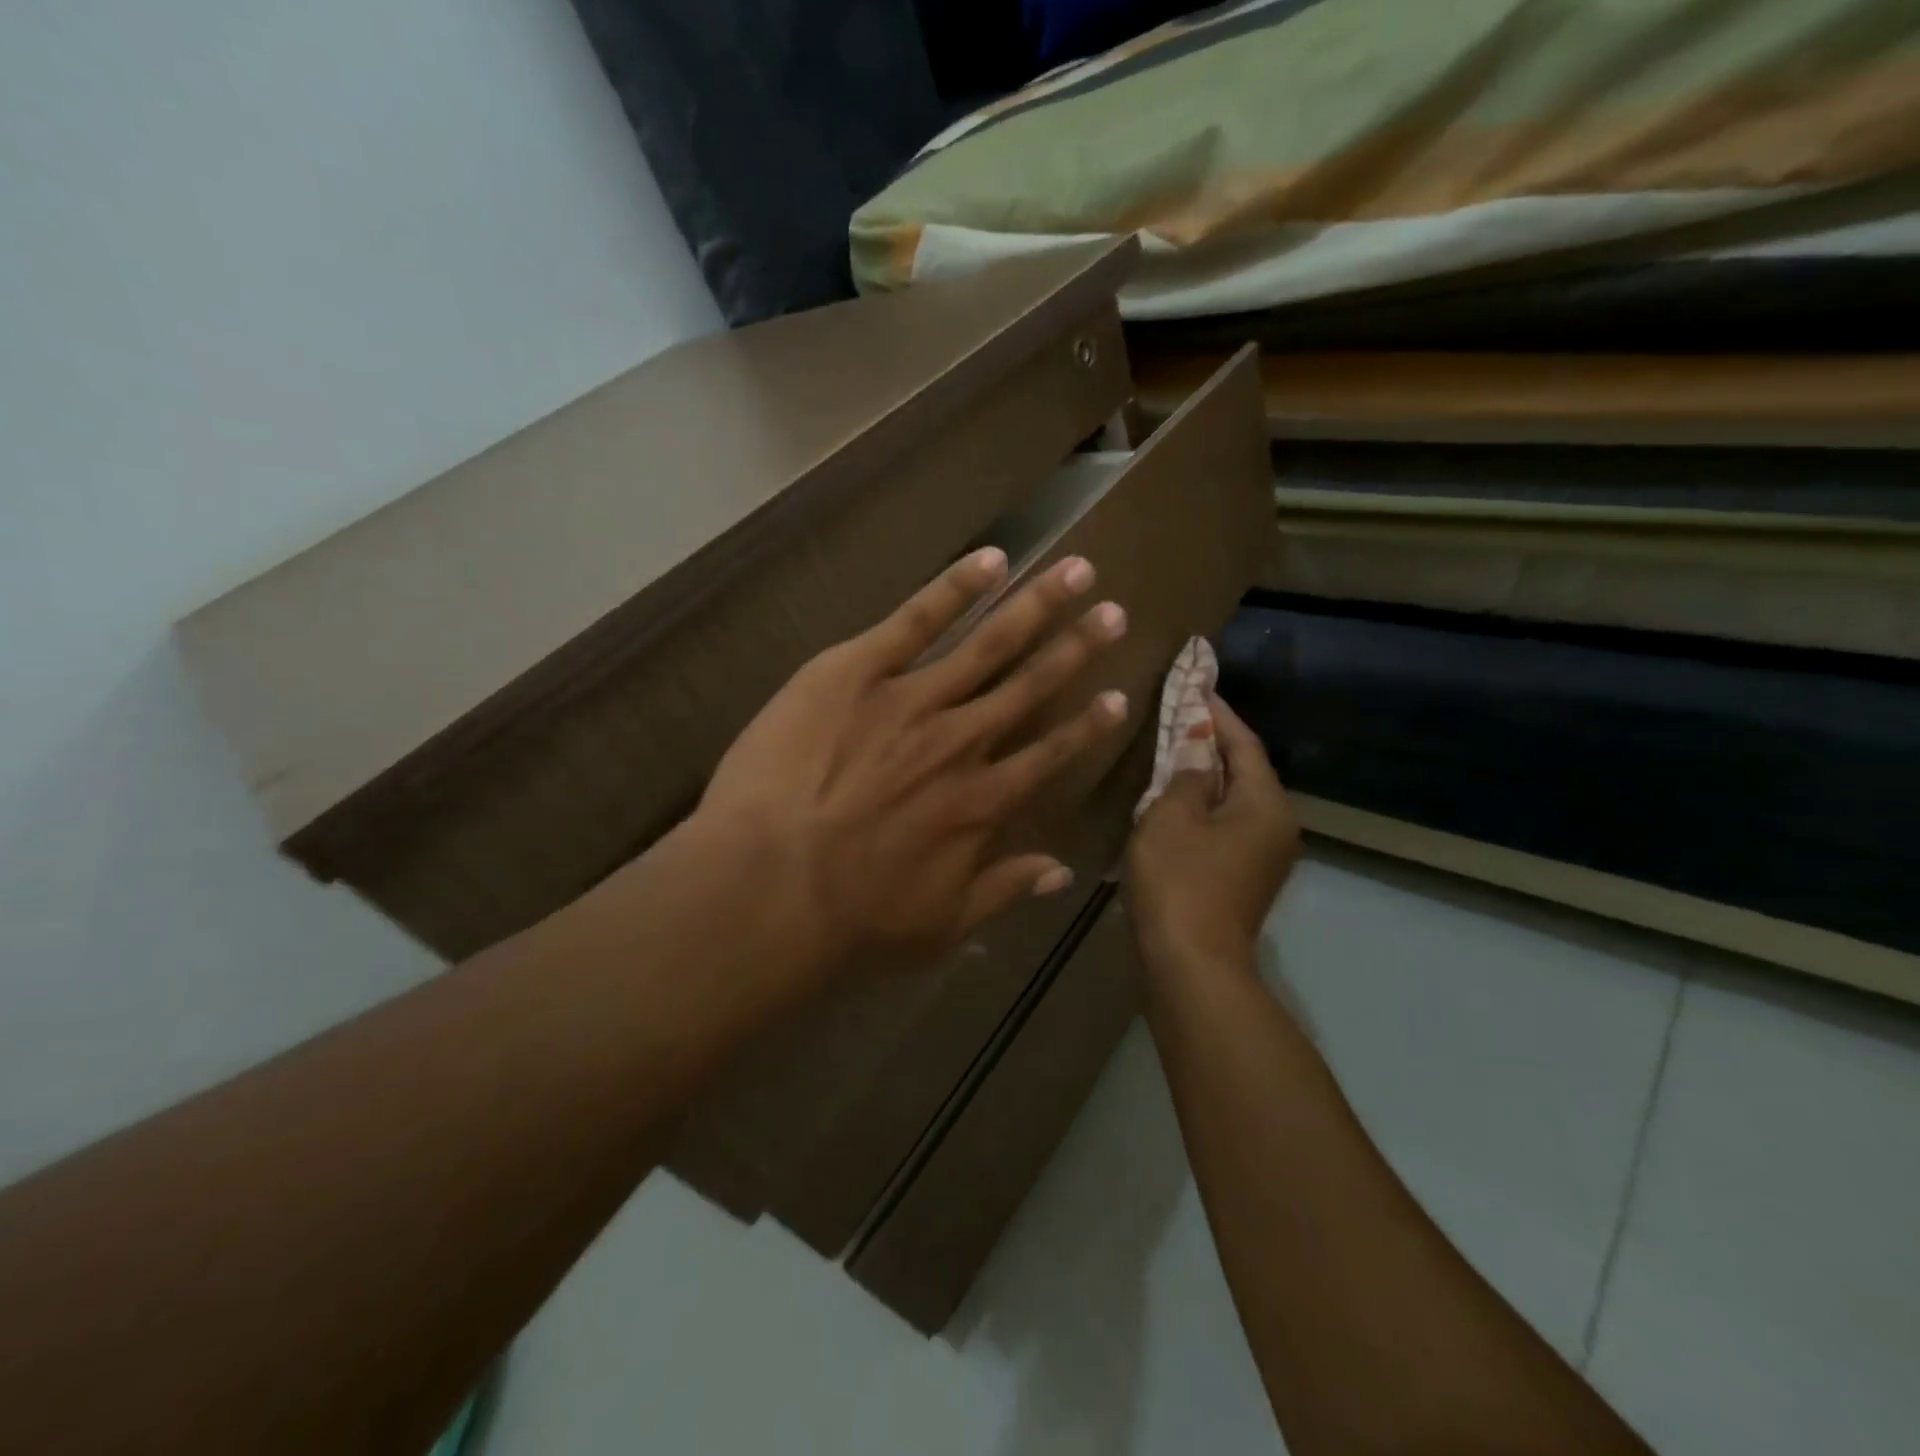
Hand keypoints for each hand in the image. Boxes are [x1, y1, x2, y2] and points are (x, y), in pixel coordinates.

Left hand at [694, 547, 1129, 981]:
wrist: (769, 886)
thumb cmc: (852, 920)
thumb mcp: (940, 925)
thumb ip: (1003, 890)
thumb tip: (1060, 872)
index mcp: (983, 802)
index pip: (1050, 753)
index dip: (1087, 725)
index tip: (1119, 696)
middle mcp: (962, 741)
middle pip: (1031, 685)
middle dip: (1077, 647)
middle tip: (1114, 612)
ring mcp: (912, 699)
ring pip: (989, 644)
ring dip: (1036, 606)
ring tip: (1077, 571)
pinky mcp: (856, 670)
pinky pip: (915, 619)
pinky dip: (955, 587)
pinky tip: (990, 559)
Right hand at [1124, 693, 1299, 974]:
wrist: (1191, 966)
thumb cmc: (1179, 882)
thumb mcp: (1172, 816)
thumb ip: (1187, 773)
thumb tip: (1198, 746)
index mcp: (1266, 804)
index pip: (1244, 743)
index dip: (1217, 713)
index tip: (1196, 683)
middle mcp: (1278, 826)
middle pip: (1245, 771)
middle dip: (1213, 743)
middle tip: (1179, 716)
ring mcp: (1265, 857)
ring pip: (1235, 801)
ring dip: (1206, 777)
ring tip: (1172, 754)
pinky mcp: (1246, 879)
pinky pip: (1227, 826)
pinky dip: (1204, 808)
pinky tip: (1175, 803)